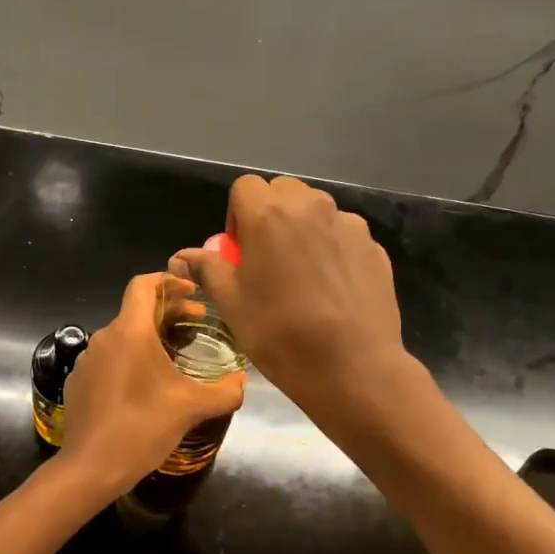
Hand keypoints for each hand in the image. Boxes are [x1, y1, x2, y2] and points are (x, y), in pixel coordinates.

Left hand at [58, 272, 245, 497]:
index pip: (144, 284)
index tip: (192, 292)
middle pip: (136, 311)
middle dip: (168, 313)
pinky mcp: (78, 382)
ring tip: (173, 359)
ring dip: (148, 339)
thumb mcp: (192, 408)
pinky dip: (129, 361)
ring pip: (122, 337)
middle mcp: (104, 337)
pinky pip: (108, 360)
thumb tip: (243, 380)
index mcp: (130, 331)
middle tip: (196, 324)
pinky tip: (144, 387)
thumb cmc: (143, 427)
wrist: (91, 467)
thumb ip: (224, 390)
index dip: (169, 280)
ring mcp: (87, 360)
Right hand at [171, 175, 405, 414]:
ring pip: (317, 210)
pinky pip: (343, 234)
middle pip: (284, 190)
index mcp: (270, 214)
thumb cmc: (280, 333)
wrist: (352, 366)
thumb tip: (179, 256)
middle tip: (267, 258)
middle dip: (271, 213)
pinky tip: (332, 289)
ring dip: (303, 228)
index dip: (237, 215)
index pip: (245, 187)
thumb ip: (207, 268)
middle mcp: (312, 207)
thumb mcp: (231, 303)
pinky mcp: (374, 247)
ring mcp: (349, 225)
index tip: (239, 251)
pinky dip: (332, 248)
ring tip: (302, 274)